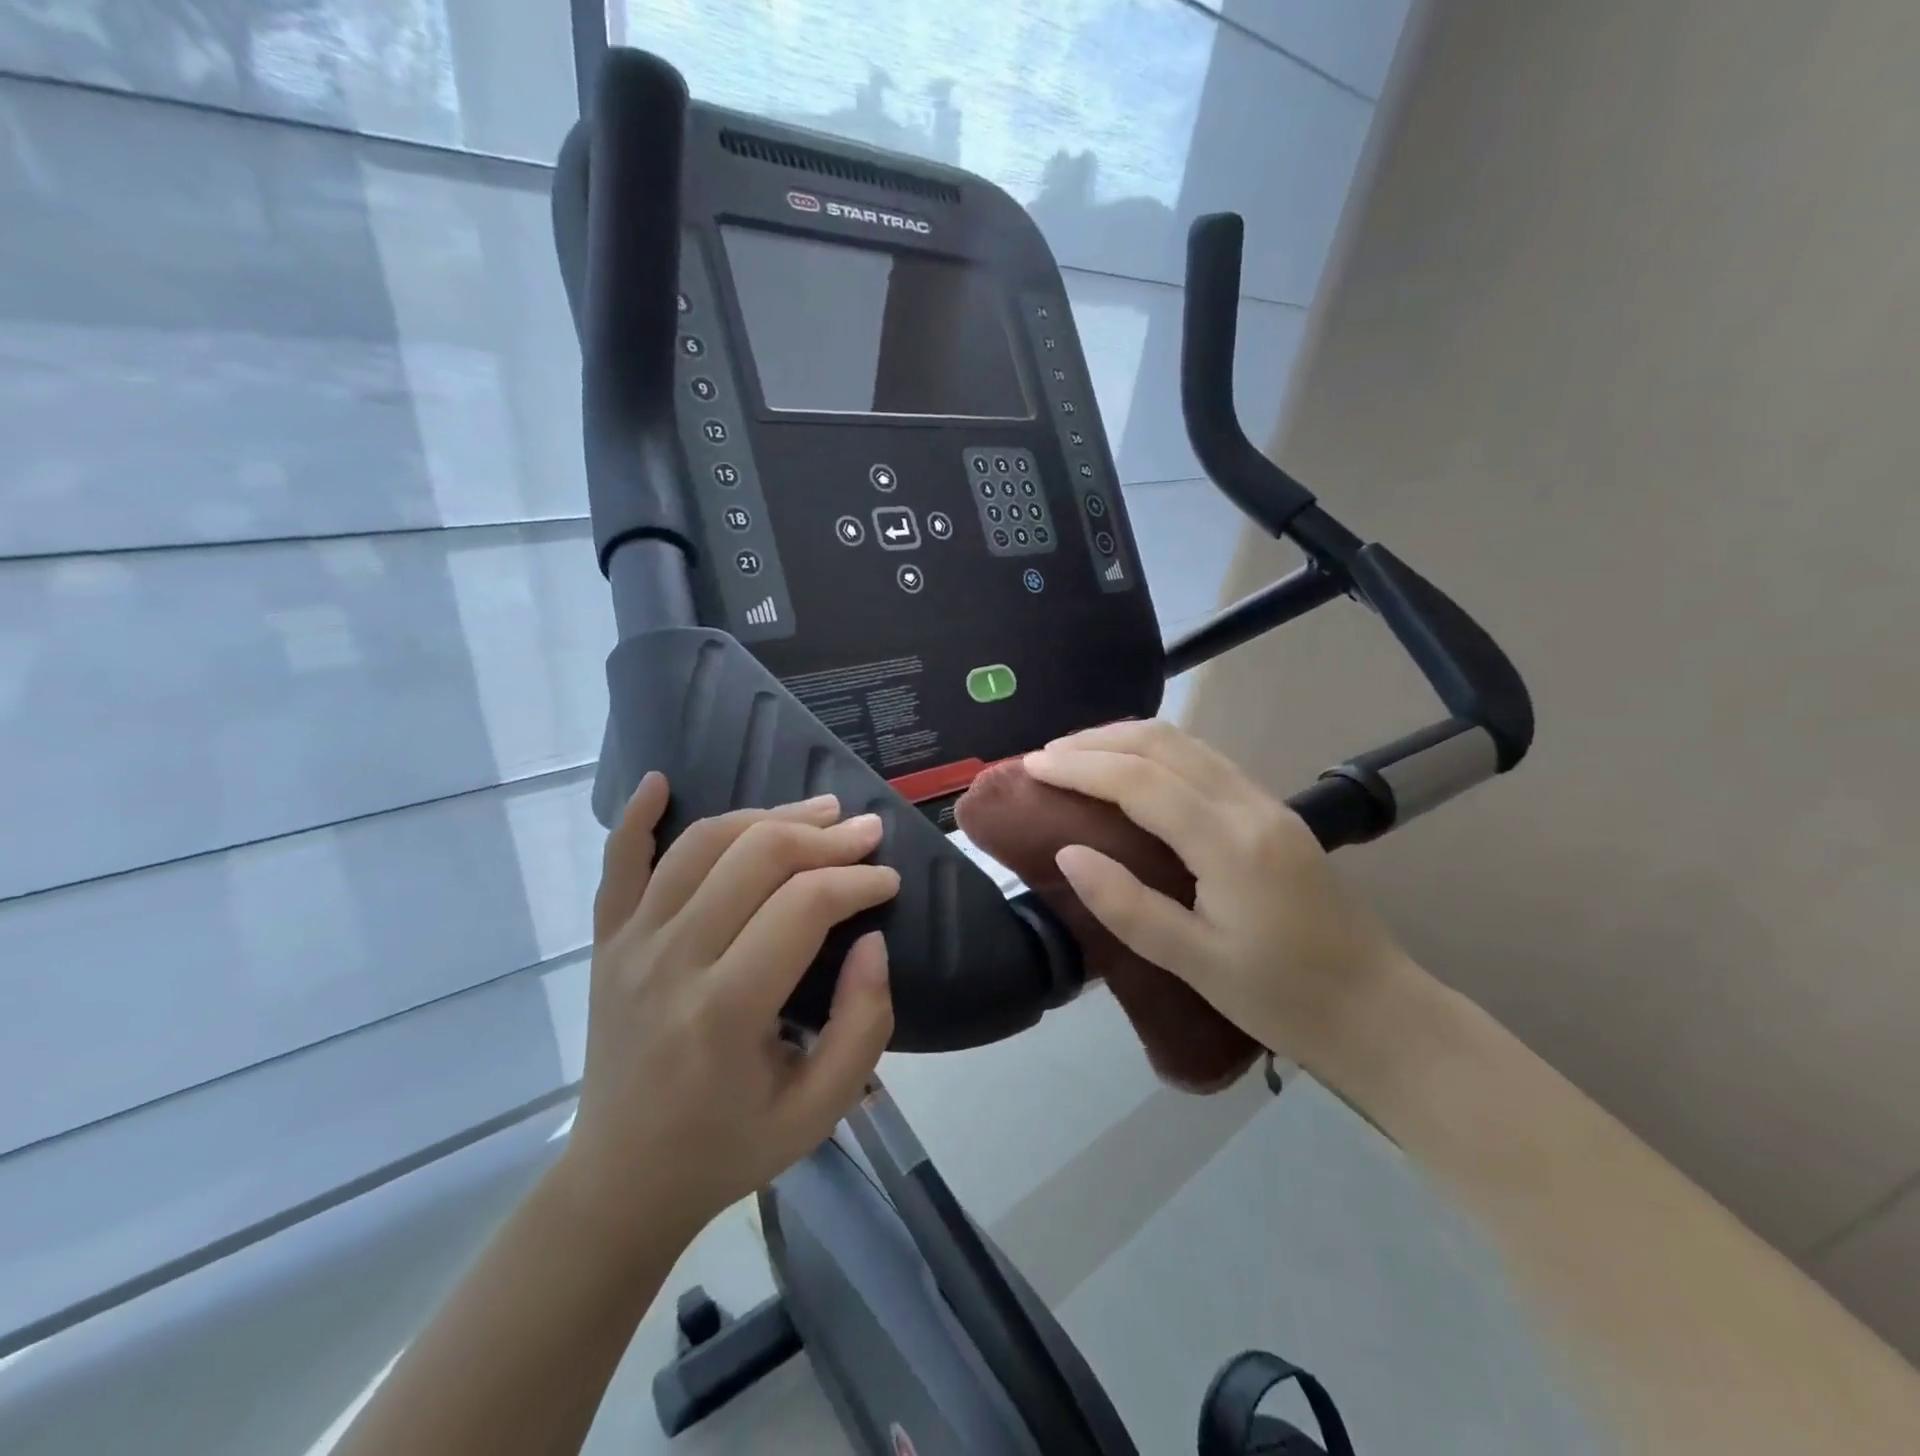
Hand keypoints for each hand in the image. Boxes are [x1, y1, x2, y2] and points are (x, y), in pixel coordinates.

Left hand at [555, 775, 898, 1256]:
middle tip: (866, 832)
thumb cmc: (729, 1147)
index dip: (858, 881)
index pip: (803, 906)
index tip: (890, 882)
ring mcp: (630, 945)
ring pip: (702, 845)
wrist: (621, 1181)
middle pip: (756, 857)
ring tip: (816, 810)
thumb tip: (873, 940)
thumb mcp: (819, 1111)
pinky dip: (637, 816)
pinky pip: (618, 864)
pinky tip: (662, 780)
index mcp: (726, 1010)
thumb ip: (863, 1024)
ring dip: (766, 815)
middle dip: (824, 836)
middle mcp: (672, 961)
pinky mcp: (607, 942)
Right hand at [1021, 720, 1407, 1068]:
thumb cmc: (1283, 998)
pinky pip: (1205, 761)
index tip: (1033, 765)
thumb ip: (1127, 906)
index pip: (1140, 781)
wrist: (1379, 1011)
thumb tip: (1067, 854)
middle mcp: (1249, 806)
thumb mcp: (1195, 964)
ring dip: (1127, 739)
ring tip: (1078, 755)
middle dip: (1098, 740)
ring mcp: (1267, 804)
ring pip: (1187, 744)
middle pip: (1164, 744)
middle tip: (1046, 756)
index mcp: (1229, 843)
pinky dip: (1157, 753)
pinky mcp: (1274, 814)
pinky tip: (1134, 771)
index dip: (1080, 766)